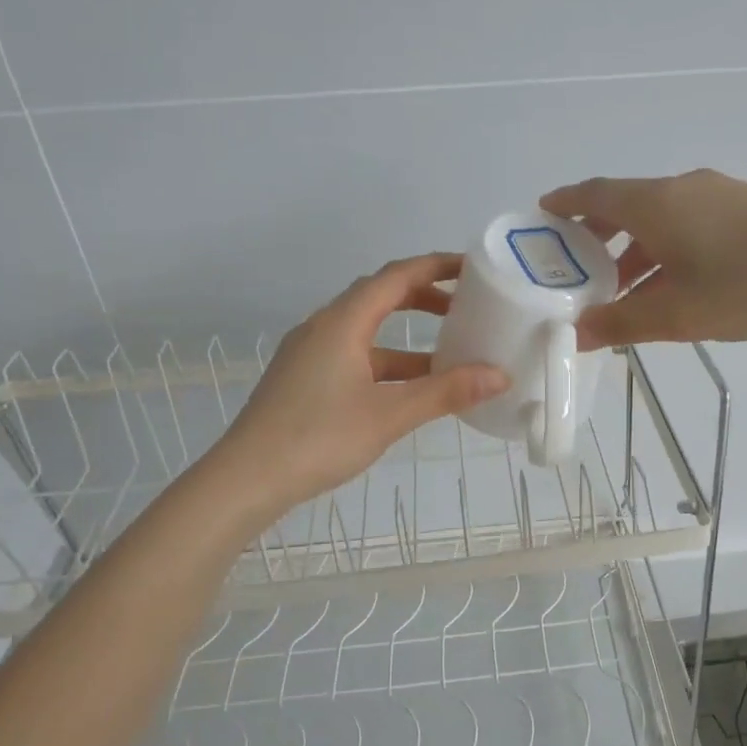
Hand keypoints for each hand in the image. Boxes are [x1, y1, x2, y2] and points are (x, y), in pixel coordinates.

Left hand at [219, 254, 509, 510]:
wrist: (247, 479)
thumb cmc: (319, 438)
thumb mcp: (390, 415)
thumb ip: (445, 392)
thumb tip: (500, 375)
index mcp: (342, 323)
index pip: (395, 277)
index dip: (435, 267)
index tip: (472, 269)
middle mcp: (323, 328)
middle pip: (379, 298)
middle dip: (423, 299)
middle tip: (463, 309)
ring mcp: (310, 355)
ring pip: (366, 333)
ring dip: (406, 340)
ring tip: (447, 356)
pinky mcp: (304, 380)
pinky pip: (354, 357)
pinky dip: (386, 364)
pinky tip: (407, 390)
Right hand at [540, 169, 746, 348]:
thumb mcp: (680, 314)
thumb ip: (624, 323)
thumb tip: (577, 332)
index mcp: (656, 204)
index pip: (594, 194)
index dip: (564, 205)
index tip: (540, 217)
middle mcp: (682, 188)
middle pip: (625, 205)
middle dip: (596, 237)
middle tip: (575, 271)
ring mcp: (717, 194)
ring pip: (659, 219)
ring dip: (633, 251)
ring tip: (621, 292)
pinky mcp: (745, 208)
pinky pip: (687, 225)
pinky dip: (665, 250)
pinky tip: (673, 285)